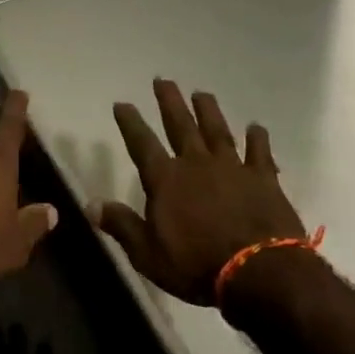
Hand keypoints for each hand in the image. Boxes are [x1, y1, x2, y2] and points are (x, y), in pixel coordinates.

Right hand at [91, 79, 305, 306]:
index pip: (142, 143)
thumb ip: (121, 225)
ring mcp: (232, 168)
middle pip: (180, 125)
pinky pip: (259, 153)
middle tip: (163, 80)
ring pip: (217, 130)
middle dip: (169, 102)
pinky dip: (257, 139)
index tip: (122, 103)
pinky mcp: (264, 179)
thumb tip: (91, 204)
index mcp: (166, 180)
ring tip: (201, 93)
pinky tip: (256, 127)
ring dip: (208, 111)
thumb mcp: (148, 254)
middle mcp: (197, 164)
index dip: (130, 122)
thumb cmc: (197, 266)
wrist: (259, 273)